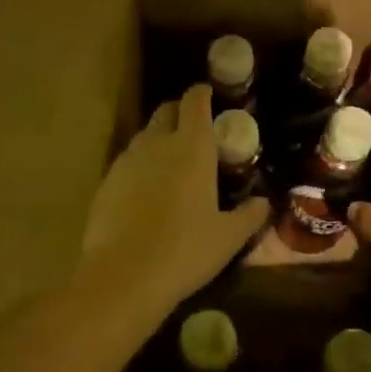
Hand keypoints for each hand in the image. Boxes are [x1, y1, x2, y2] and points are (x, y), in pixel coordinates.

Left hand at [80, 84, 268, 321]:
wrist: (122, 278)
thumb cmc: (185, 251)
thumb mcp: (228, 237)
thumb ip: (250, 215)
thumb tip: (264, 203)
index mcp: (192, 146)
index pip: (195, 101)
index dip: (202, 93)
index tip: (210, 95)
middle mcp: (158, 143)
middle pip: (167, 110)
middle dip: (180, 113)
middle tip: (194, 131)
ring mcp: (127, 160)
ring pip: (145, 136)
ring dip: (159, 140)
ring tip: (171, 164)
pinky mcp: (106, 182)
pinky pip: (127, 162)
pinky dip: (140, 167)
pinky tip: (145, 193)